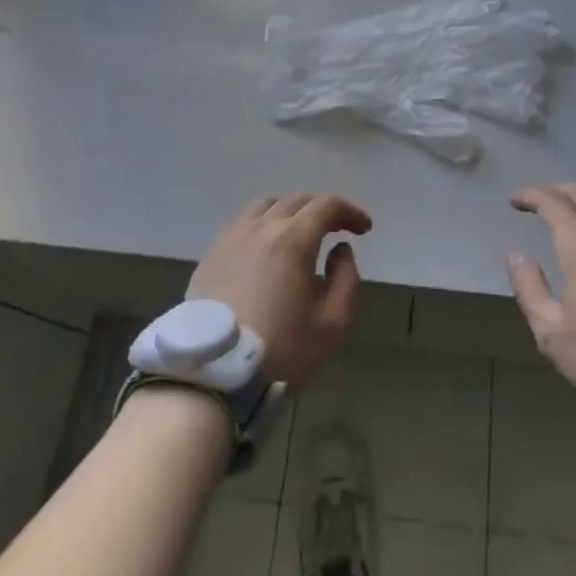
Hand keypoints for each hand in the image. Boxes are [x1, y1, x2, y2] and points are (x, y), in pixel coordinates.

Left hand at [187, 193, 370, 388]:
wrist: (213, 375)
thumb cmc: (280, 350)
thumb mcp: (332, 325)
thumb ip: (346, 280)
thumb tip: (340, 250)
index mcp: (293, 239)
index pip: (327, 206)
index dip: (350, 212)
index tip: (364, 228)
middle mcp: (261, 227)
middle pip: (296, 200)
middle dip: (322, 209)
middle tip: (336, 228)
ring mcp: (232, 237)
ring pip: (265, 205)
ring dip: (289, 210)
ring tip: (298, 231)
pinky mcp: (211, 253)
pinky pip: (241, 223)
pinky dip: (262, 223)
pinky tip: (265, 246)